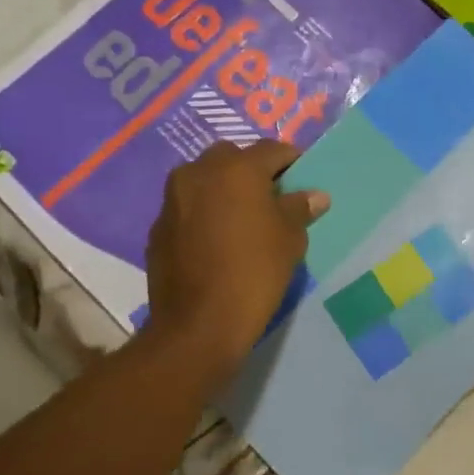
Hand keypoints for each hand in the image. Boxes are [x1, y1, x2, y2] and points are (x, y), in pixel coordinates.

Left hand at [144, 142, 328, 382]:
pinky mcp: (158, 227)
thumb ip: (299, 208)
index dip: (291, 161)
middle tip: (270, 198)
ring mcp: (173, 199)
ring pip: (204, 180)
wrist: (198, 325)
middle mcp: (199, 172)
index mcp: (236, 168)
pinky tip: (216, 241)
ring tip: (242, 219)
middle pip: (232, 158)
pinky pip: (187, 207)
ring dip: (223, 189)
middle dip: (252, 171)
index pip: (272, 150)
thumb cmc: (254, 273)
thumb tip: (315, 195)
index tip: (301, 179)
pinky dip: (203, 213)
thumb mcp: (290, 239)